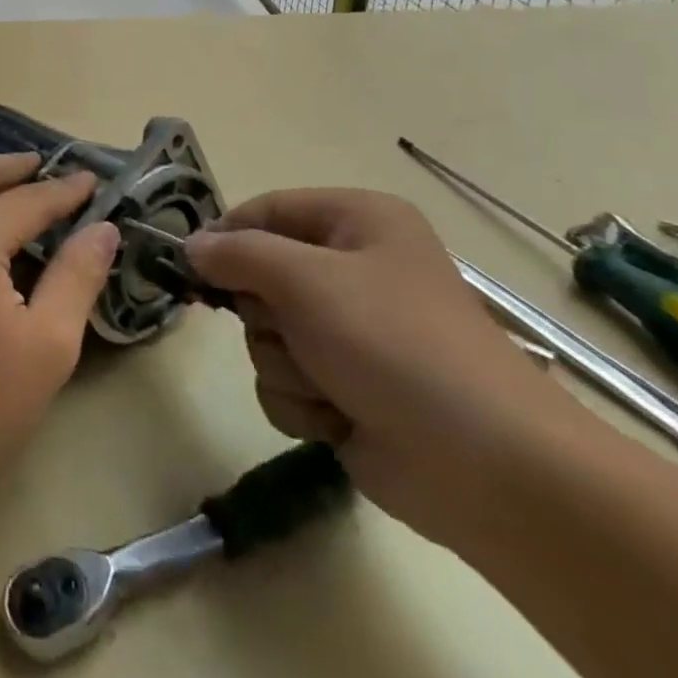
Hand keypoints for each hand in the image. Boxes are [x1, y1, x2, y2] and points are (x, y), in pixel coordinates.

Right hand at [186, 189, 582, 545]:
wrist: (488, 467)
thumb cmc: (394, 344)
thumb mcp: (305, 279)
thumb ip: (237, 254)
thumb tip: (190, 245)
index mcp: (357, 222)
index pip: (267, 210)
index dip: (226, 235)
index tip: (190, 265)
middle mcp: (353, 270)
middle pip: (260, 277)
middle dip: (266, 315)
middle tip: (293, 331)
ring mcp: (350, 333)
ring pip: (267, 336)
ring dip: (285, 364)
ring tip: (328, 384)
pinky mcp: (346, 388)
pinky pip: (286, 382)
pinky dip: (303, 402)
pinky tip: (339, 417)